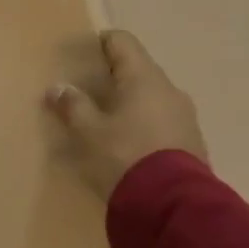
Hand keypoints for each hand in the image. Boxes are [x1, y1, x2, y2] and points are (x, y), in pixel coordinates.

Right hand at [44, 30, 206, 197]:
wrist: (172, 205)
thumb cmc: (124, 156)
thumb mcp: (88, 132)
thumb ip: (73, 106)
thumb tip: (58, 88)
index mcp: (144, 78)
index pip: (122, 42)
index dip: (100, 42)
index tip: (81, 53)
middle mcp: (169, 90)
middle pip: (138, 70)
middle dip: (112, 77)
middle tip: (86, 91)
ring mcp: (184, 116)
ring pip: (151, 97)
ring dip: (128, 103)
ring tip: (104, 121)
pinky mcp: (191, 142)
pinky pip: (161, 121)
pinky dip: (141, 124)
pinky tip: (125, 144)